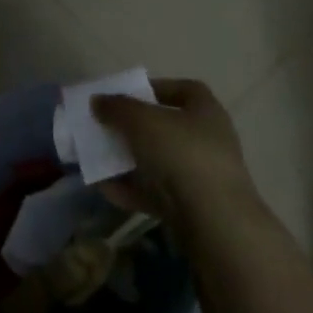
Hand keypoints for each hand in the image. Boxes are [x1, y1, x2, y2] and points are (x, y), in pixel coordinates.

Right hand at [93, 78, 257, 226]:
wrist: (214, 223)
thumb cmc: (181, 154)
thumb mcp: (142, 121)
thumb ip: (117, 108)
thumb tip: (98, 101)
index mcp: (206, 111)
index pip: (184, 90)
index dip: (156, 89)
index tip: (128, 95)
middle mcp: (208, 141)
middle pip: (167, 128)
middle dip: (135, 128)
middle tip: (108, 128)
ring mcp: (202, 178)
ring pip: (160, 163)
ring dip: (129, 162)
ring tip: (99, 160)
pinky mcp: (193, 209)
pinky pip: (157, 194)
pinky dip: (132, 191)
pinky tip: (106, 190)